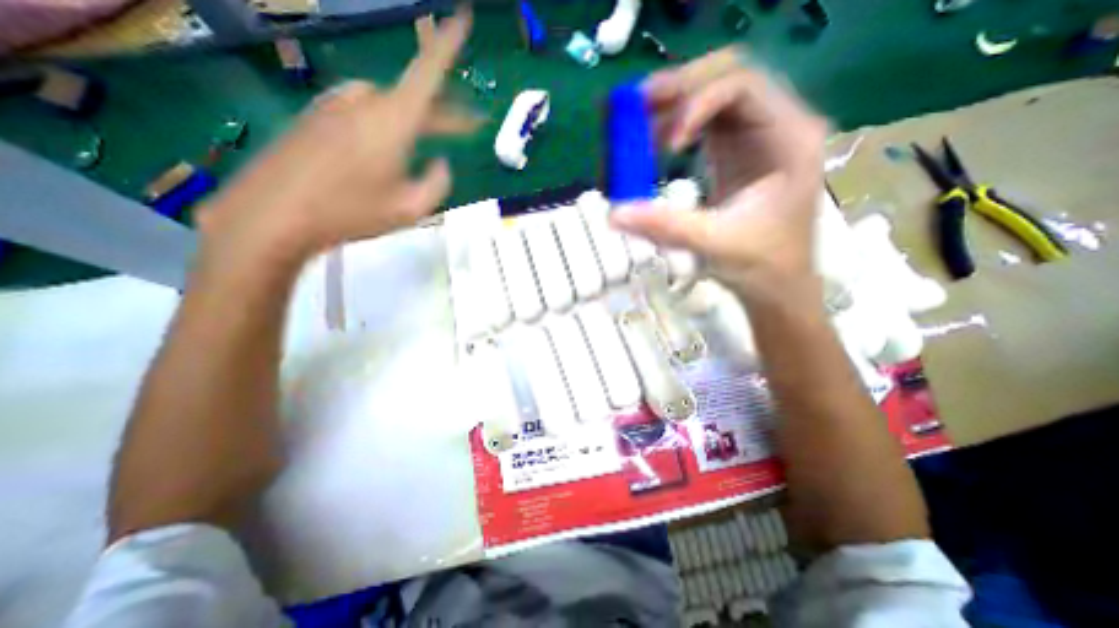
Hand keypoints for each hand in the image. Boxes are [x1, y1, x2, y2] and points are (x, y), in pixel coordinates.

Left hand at [196, 7, 474, 266]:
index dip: (449, 43)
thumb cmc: (351, 213)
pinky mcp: (317, 117)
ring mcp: (337, 107)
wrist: (274, 214)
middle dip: (444, 114)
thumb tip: (441, 163)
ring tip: (420, 147)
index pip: (428, 71)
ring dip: (412, 123)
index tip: (463, 15)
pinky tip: (382, 153)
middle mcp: (366, 102)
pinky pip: (362, 114)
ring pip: (388, 106)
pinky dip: (383, 127)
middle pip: (415, 97)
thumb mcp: (411, 209)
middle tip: (466, 127)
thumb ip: (438, 183)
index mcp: (393, 121)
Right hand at [610, 46, 828, 305]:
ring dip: (674, 106)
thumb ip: (665, 226)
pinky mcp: (736, 154)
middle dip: (680, 90)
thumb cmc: (760, 265)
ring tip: (637, 126)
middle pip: (727, 79)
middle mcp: (777, 127)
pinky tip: (653, 144)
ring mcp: (756, 138)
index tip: (667, 146)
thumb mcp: (713, 244)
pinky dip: (675, 127)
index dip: (697, 105)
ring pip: (713, 97)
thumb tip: (613, 214)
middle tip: (636, 107)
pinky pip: (704, 123)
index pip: (742, 87)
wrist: (777, 285)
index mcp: (789, 139)